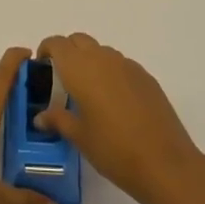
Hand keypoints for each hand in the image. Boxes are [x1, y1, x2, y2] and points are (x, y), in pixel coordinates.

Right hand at [34, 33, 204, 203]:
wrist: (164, 163)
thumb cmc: (113, 149)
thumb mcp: (79, 137)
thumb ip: (57, 120)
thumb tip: (40, 117)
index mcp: (80, 69)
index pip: (57, 44)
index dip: (46, 50)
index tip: (42, 67)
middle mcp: (103, 59)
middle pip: (79, 40)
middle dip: (67, 52)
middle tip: (62, 78)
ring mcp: (128, 66)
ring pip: (101, 51)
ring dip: (90, 61)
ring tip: (88, 92)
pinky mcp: (146, 77)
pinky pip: (121, 65)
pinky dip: (110, 72)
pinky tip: (114, 101)